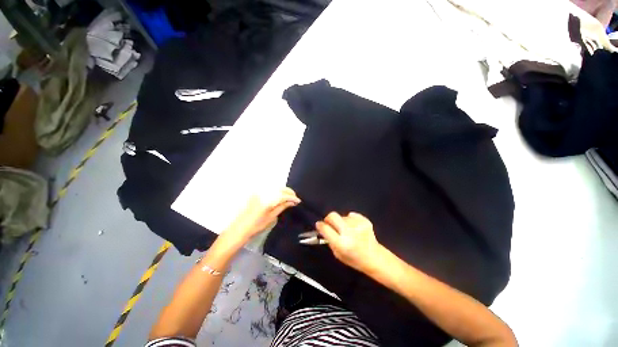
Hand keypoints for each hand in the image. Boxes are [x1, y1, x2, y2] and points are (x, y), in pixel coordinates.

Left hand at [224, 188, 299, 243]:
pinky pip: (270, 189)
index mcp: (268, 200)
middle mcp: (264, 193)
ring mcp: (259, 192)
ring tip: (289, 197)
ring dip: (284, 190)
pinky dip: (277, 191)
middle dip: (289, 192)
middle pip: (280, 188)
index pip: (284, 195)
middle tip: (295, 198)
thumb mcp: (272, 217)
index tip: (298, 201)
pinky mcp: (256, 193)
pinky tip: (280, 195)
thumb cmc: (256, 225)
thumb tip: (292, 202)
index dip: (292, 198)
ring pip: (275, 187)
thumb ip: (282, 206)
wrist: (240, 228)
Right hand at [315, 212, 383, 274]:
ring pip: (342, 216)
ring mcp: (358, 225)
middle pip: (333, 215)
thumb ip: (329, 240)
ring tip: (347, 230)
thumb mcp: (338, 254)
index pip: (325, 228)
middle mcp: (349, 232)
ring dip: (341, 222)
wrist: (375, 257)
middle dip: (328, 218)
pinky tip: (355, 228)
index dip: (320, 225)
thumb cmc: (354, 259)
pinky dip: (350, 220)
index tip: (319, 225)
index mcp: (341, 244)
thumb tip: (323, 228)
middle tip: (330, 223)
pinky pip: (351, 215)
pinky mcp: (365, 220)